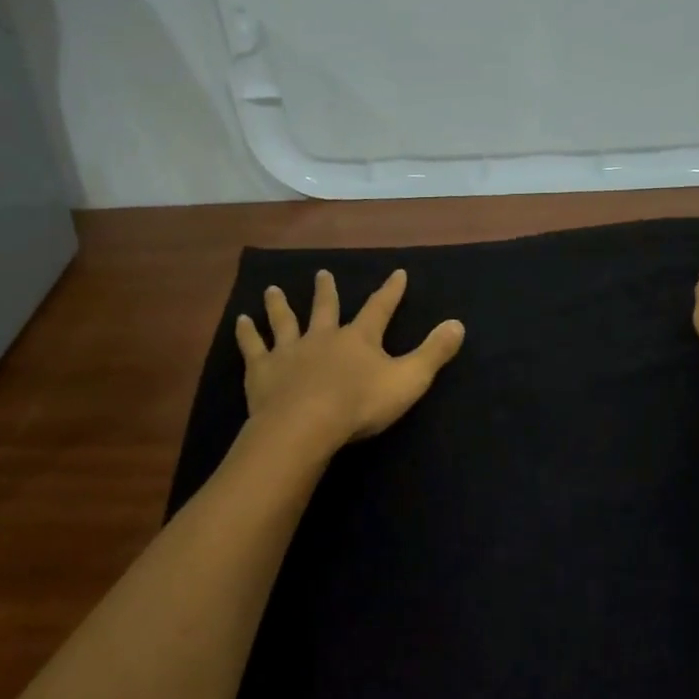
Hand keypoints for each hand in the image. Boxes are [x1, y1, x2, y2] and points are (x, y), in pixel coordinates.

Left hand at [235, 269, 465, 450]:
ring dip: (279, 305)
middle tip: (322, 273)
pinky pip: (253, 346)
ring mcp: (290, 351)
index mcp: (359, 338)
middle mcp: (323, 336)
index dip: (390, 291)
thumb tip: (458, 323)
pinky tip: (241, 321)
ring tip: (272, 289)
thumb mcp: (409, 379)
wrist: (306, 425)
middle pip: (325, 308)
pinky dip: (247, 333)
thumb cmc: (361, 404)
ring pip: (284, 321)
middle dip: (327, 291)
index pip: (379, 308)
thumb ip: (433, 352)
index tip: (397, 273)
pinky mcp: (263, 370)